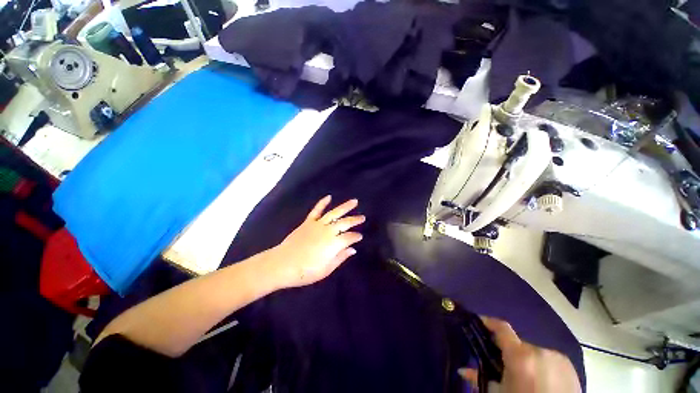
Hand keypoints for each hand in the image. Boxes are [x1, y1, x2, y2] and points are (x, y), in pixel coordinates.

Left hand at [271, 195, 363, 288]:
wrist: (282, 264)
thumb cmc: (305, 271)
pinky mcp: (308, 222)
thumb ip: (341, 257)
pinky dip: (322, 203)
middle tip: (363, 217)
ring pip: (334, 213)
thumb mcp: (326, 269)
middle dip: (355, 220)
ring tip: (354, 201)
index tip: (360, 236)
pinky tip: (329, 197)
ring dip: (345, 206)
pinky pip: (316, 210)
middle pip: (345, 223)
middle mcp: (328, 231)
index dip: (356, 236)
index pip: (350, 237)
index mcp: (334, 244)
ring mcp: (318, 225)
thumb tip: (353, 249)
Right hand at [459, 317, 580, 392]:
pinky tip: (541, 381)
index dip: (488, 322)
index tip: (478, 322)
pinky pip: (548, 359)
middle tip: (502, 366)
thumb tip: (461, 369)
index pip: (501, 327)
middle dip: (508, 351)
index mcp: (521, 356)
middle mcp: (540, 350)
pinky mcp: (570, 366)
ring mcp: (557, 357)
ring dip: (525, 359)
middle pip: (517, 343)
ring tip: (524, 378)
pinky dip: (540, 365)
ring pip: (533, 351)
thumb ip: (480, 378)